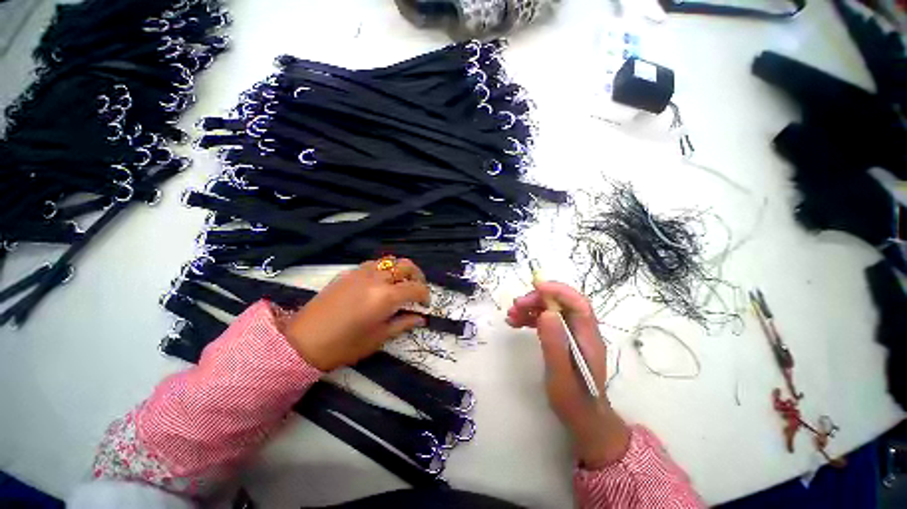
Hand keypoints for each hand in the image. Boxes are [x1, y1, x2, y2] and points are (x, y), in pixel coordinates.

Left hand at [281, 258, 429, 370]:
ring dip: (400, 270)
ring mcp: (361, 272)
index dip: (425, 295)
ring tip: (400, 284)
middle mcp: (377, 278)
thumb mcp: (379, 338)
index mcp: (386, 296)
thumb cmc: (344, 345)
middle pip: (406, 266)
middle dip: (418, 276)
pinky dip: (384, 269)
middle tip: (417, 290)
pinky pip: (373, 264)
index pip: (416, 288)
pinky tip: (379, 283)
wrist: (303, 341)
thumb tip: (420, 318)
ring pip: (390, 261)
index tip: (425, 305)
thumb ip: (403, 323)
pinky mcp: (349, 272)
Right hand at [507, 281, 630, 467]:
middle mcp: (582, 330)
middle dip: (537, 299)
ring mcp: (572, 333)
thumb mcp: (561, 376)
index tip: (535, 287)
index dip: (558, 290)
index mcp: (588, 337)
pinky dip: (530, 317)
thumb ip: (554, 345)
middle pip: (561, 303)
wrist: (582, 418)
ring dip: (531, 307)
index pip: (578, 303)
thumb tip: (547, 313)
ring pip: (551, 309)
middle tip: (515, 305)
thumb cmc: (573, 401)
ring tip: (511, 314)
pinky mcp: (562, 338)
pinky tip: (516, 322)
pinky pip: (546, 319)